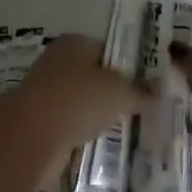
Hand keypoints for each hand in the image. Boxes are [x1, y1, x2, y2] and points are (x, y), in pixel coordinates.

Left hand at [5, 34, 147, 151]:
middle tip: (141, 111)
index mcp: (74, 43)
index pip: (107, 50)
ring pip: (82, 104)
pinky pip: (71, 128)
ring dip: (98, 117)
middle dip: (114, 94)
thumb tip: (158, 92)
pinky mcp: (40, 123)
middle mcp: (57, 63)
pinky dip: (84, 136)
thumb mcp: (120, 92)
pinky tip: (103, 147)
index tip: (147, 87)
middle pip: (93, 78)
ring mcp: (46, 93)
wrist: (32, 136)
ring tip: (127, 132)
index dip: (127, 67)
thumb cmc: (79, 99)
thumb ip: (140, 92)